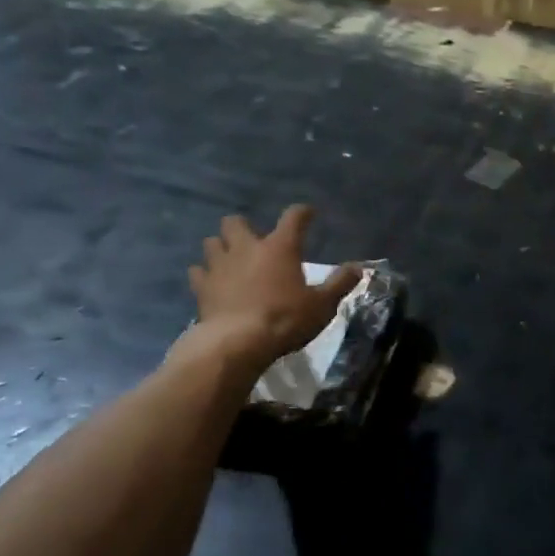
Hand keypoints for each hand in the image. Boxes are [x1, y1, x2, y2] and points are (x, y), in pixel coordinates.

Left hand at [188, 205, 360, 368]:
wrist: (238, 342)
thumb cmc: (285, 319)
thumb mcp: (322, 305)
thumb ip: (339, 284)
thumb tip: (357, 268)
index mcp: (280, 248)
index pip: (293, 218)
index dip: (302, 213)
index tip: (308, 214)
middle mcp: (247, 248)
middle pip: (235, 222)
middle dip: (242, 226)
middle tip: (252, 241)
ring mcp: (220, 265)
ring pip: (212, 242)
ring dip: (220, 247)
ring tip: (229, 259)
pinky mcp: (202, 286)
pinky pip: (197, 271)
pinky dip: (203, 273)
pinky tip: (210, 282)